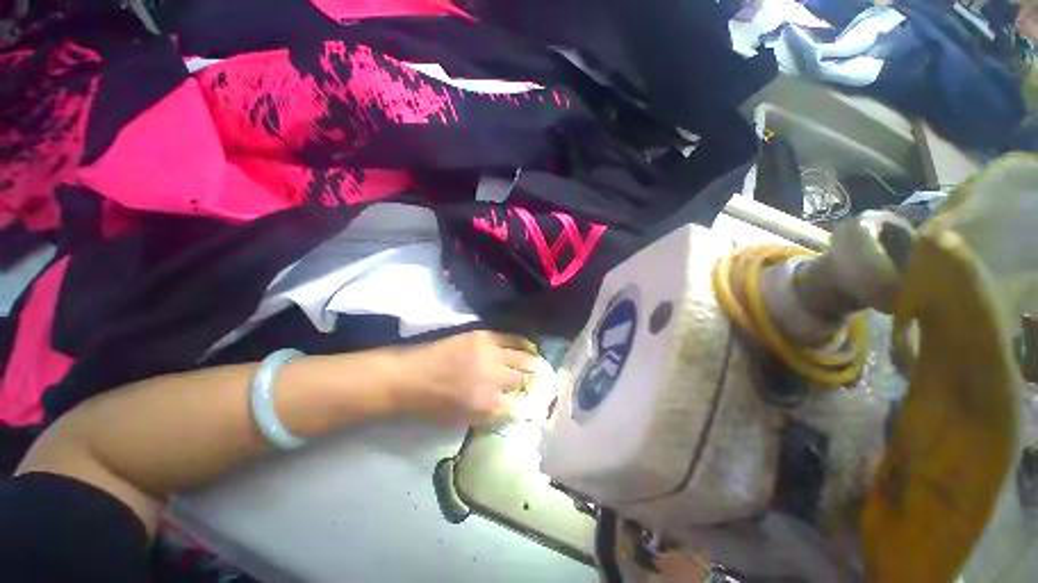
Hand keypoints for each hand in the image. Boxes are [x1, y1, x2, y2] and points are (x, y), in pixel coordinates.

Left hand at [393, 331, 550, 424]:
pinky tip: (530, 347)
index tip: (539, 402)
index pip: (521, 407)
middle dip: (536, 382)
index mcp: (487, 406)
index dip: (532, 404)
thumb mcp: (463, 420)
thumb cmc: (432, 405)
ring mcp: (490, 354)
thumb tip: (514, 405)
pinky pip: (512, 338)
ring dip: (535, 362)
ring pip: (524, 358)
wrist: (410, 376)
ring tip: (541, 363)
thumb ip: (491, 414)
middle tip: (544, 381)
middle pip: (525, 380)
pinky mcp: (484, 336)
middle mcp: (493, 380)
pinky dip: (524, 343)